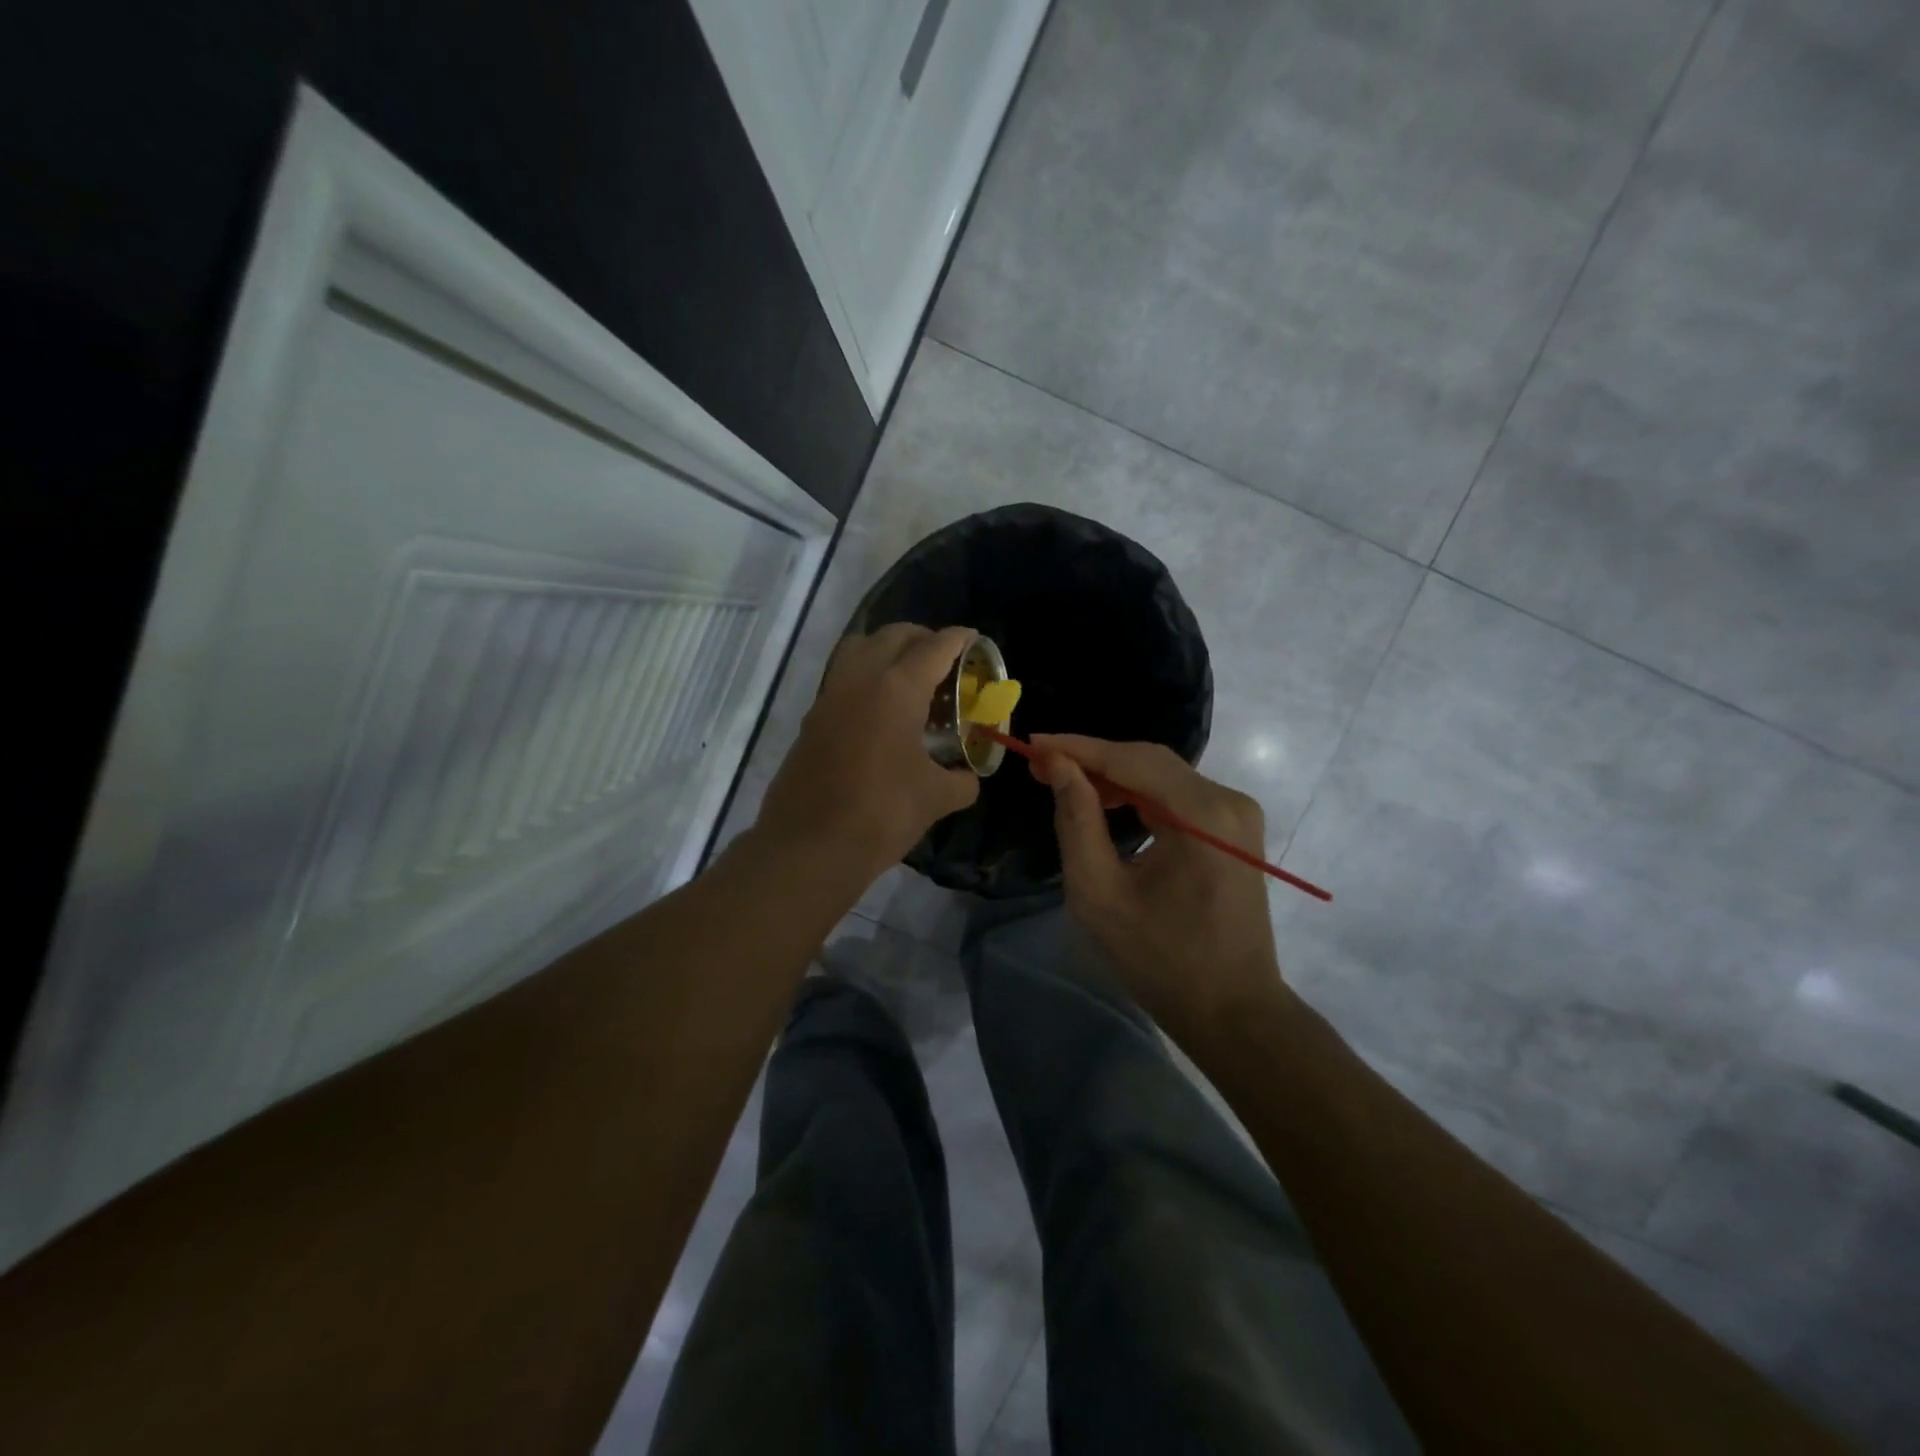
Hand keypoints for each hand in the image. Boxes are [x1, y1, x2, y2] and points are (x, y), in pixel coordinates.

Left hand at [758, 624, 980, 882]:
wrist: (810, 847)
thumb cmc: (882, 813)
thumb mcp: (936, 798)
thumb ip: (960, 780)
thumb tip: (967, 778)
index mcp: (896, 688)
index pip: (934, 647)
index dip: (958, 640)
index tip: (973, 639)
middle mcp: (859, 680)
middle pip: (892, 636)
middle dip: (922, 638)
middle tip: (944, 659)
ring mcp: (829, 698)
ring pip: (858, 649)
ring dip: (886, 650)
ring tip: (909, 677)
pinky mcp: (811, 720)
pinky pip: (842, 679)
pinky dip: (865, 678)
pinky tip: (880, 712)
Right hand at [1030, 734, 1288, 1045]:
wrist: (1234, 1011)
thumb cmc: (1161, 961)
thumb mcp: (1100, 894)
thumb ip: (1077, 822)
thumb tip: (1059, 768)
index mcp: (1202, 815)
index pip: (1130, 760)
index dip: (1077, 748)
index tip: (1032, 744)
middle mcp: (1228, 801)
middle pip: (1149, 760)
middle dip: (1093, 759)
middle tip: (1042, 765)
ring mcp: (1237, 814)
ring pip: (1163, 775)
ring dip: (1114, 775)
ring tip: (1065, 781)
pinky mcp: (1235, 829)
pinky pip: (1179, 795)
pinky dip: (1139, 793)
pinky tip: (1108, 801)